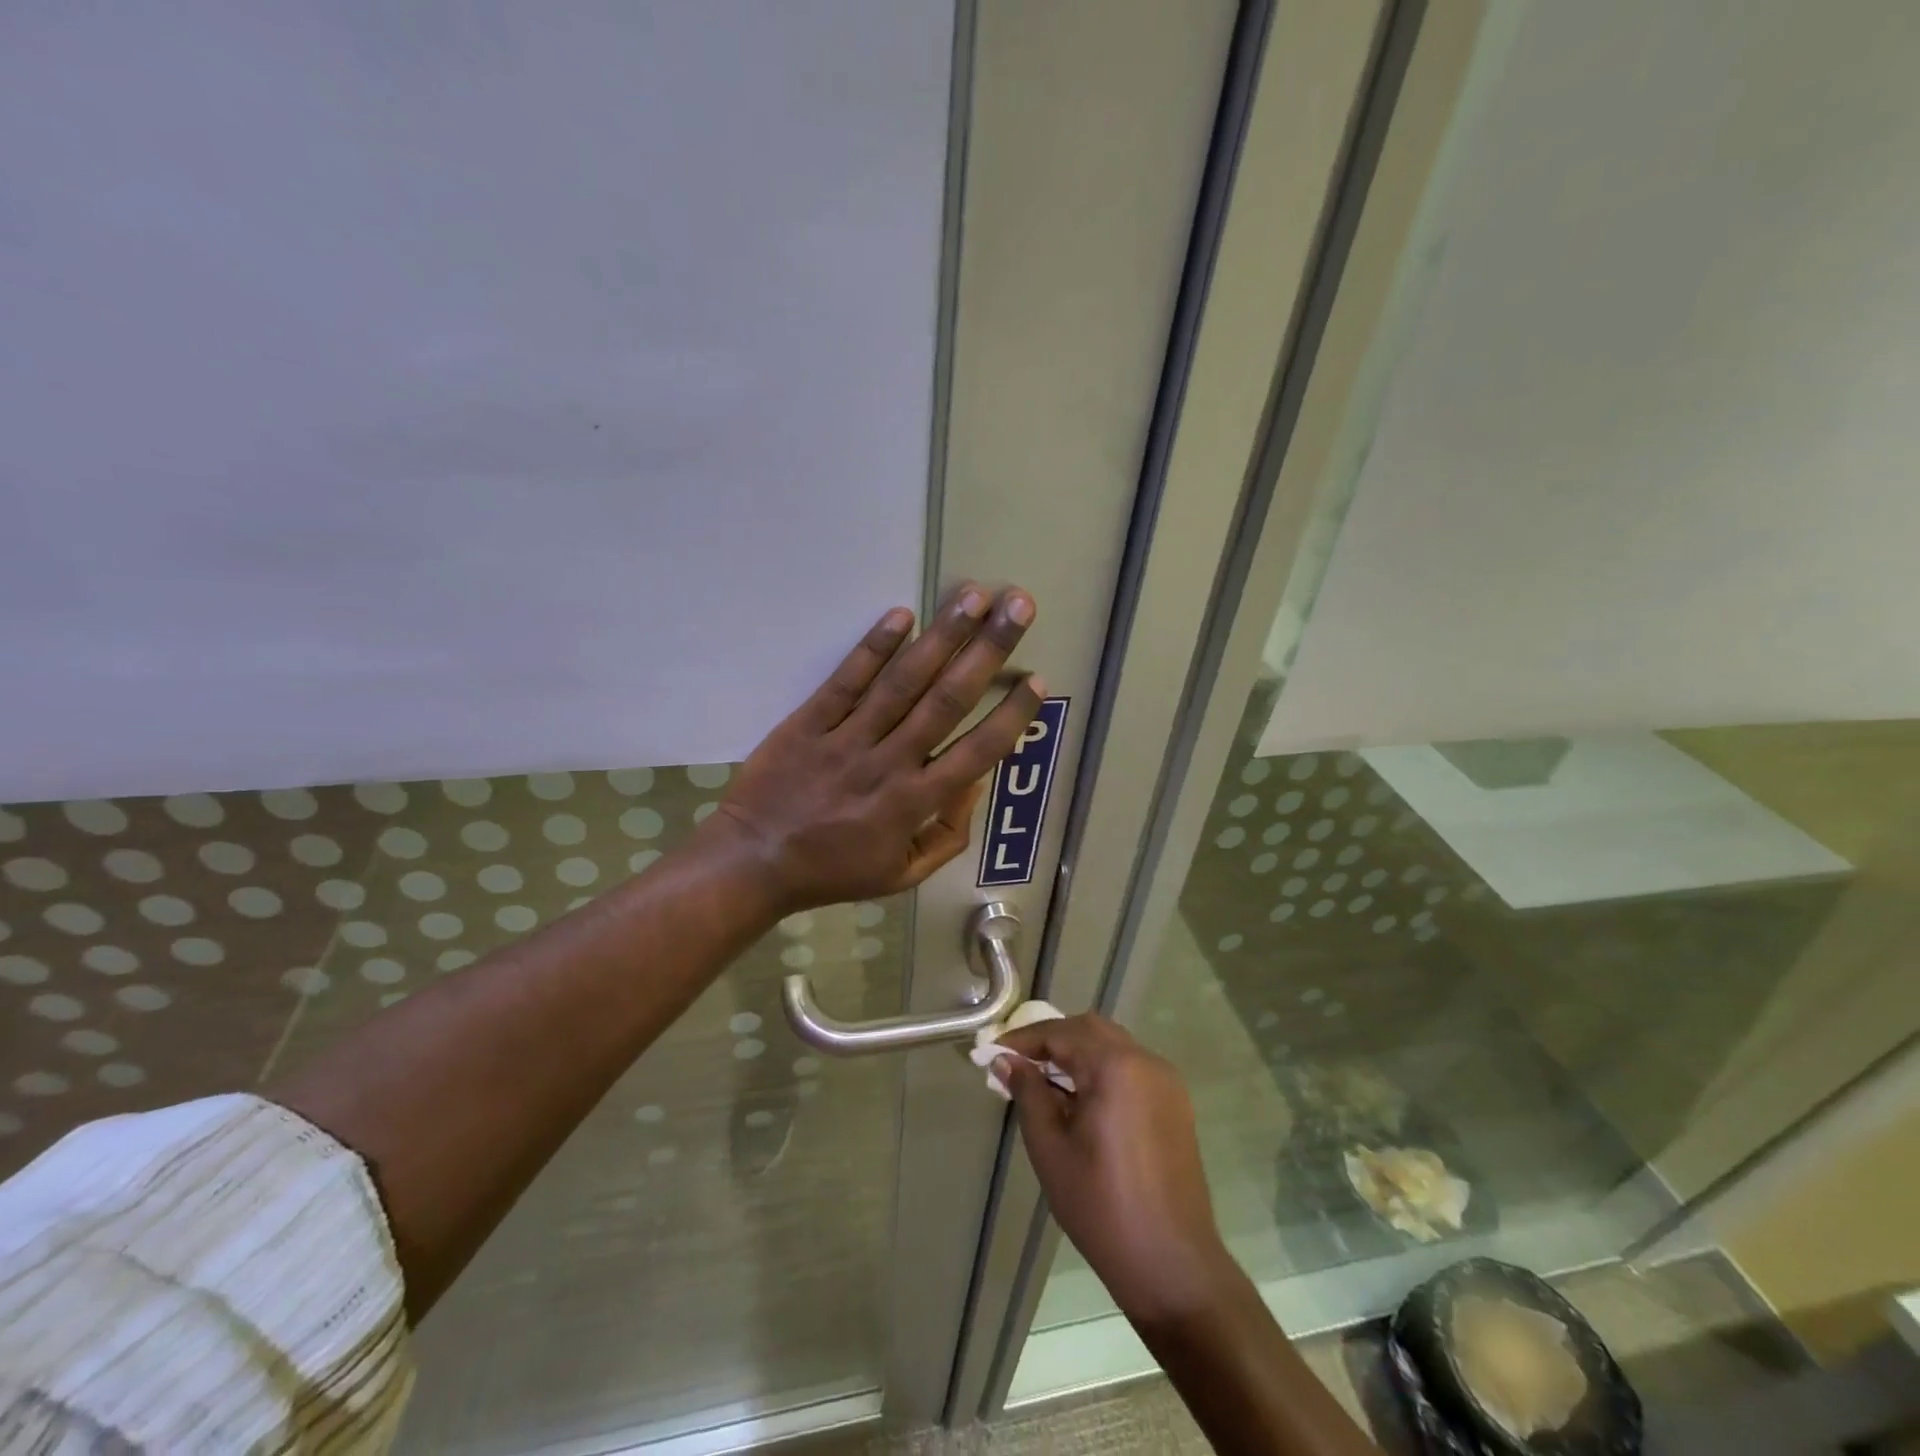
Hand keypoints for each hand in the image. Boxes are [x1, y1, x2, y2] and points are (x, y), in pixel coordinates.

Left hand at [701, 583, 1041, 916]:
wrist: (753, 862)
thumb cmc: (834, 871)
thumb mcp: (902, 875)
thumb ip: (947, 835)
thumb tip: (975, 783)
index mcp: (914, 804)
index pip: (976, 752)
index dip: (1010, 715)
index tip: (1035, 680)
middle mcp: (888, 763)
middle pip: (947, 700)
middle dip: (987, 651)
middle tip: (1017, 607)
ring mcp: (847, 739)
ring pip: (902, 682)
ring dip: (942, 636)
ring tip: (974, 596)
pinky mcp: (809, 722)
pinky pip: (846, 681)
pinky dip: (873, 648)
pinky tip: (902, 615)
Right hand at [997, 1014, 1232, 1324]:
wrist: (1172, 1264)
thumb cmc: (1102, 1207)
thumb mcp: (1051, 1149)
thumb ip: (1028, 1094)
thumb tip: (1006, 1061)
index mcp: (1115, 1067)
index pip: (1060, 1033)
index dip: (1023, 1040)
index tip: (993, 1054)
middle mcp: (1145, 1060)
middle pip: (1089, 1029)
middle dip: (1051, 1039)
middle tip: (1018, 1063)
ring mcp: (1165, 1080)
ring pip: (1112, 1044)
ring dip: (1077, 1051)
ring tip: (1044, 1080)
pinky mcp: (1175, 1101)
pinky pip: (1131, 1065)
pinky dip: (1101, 1067)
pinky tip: (1081, 1098)